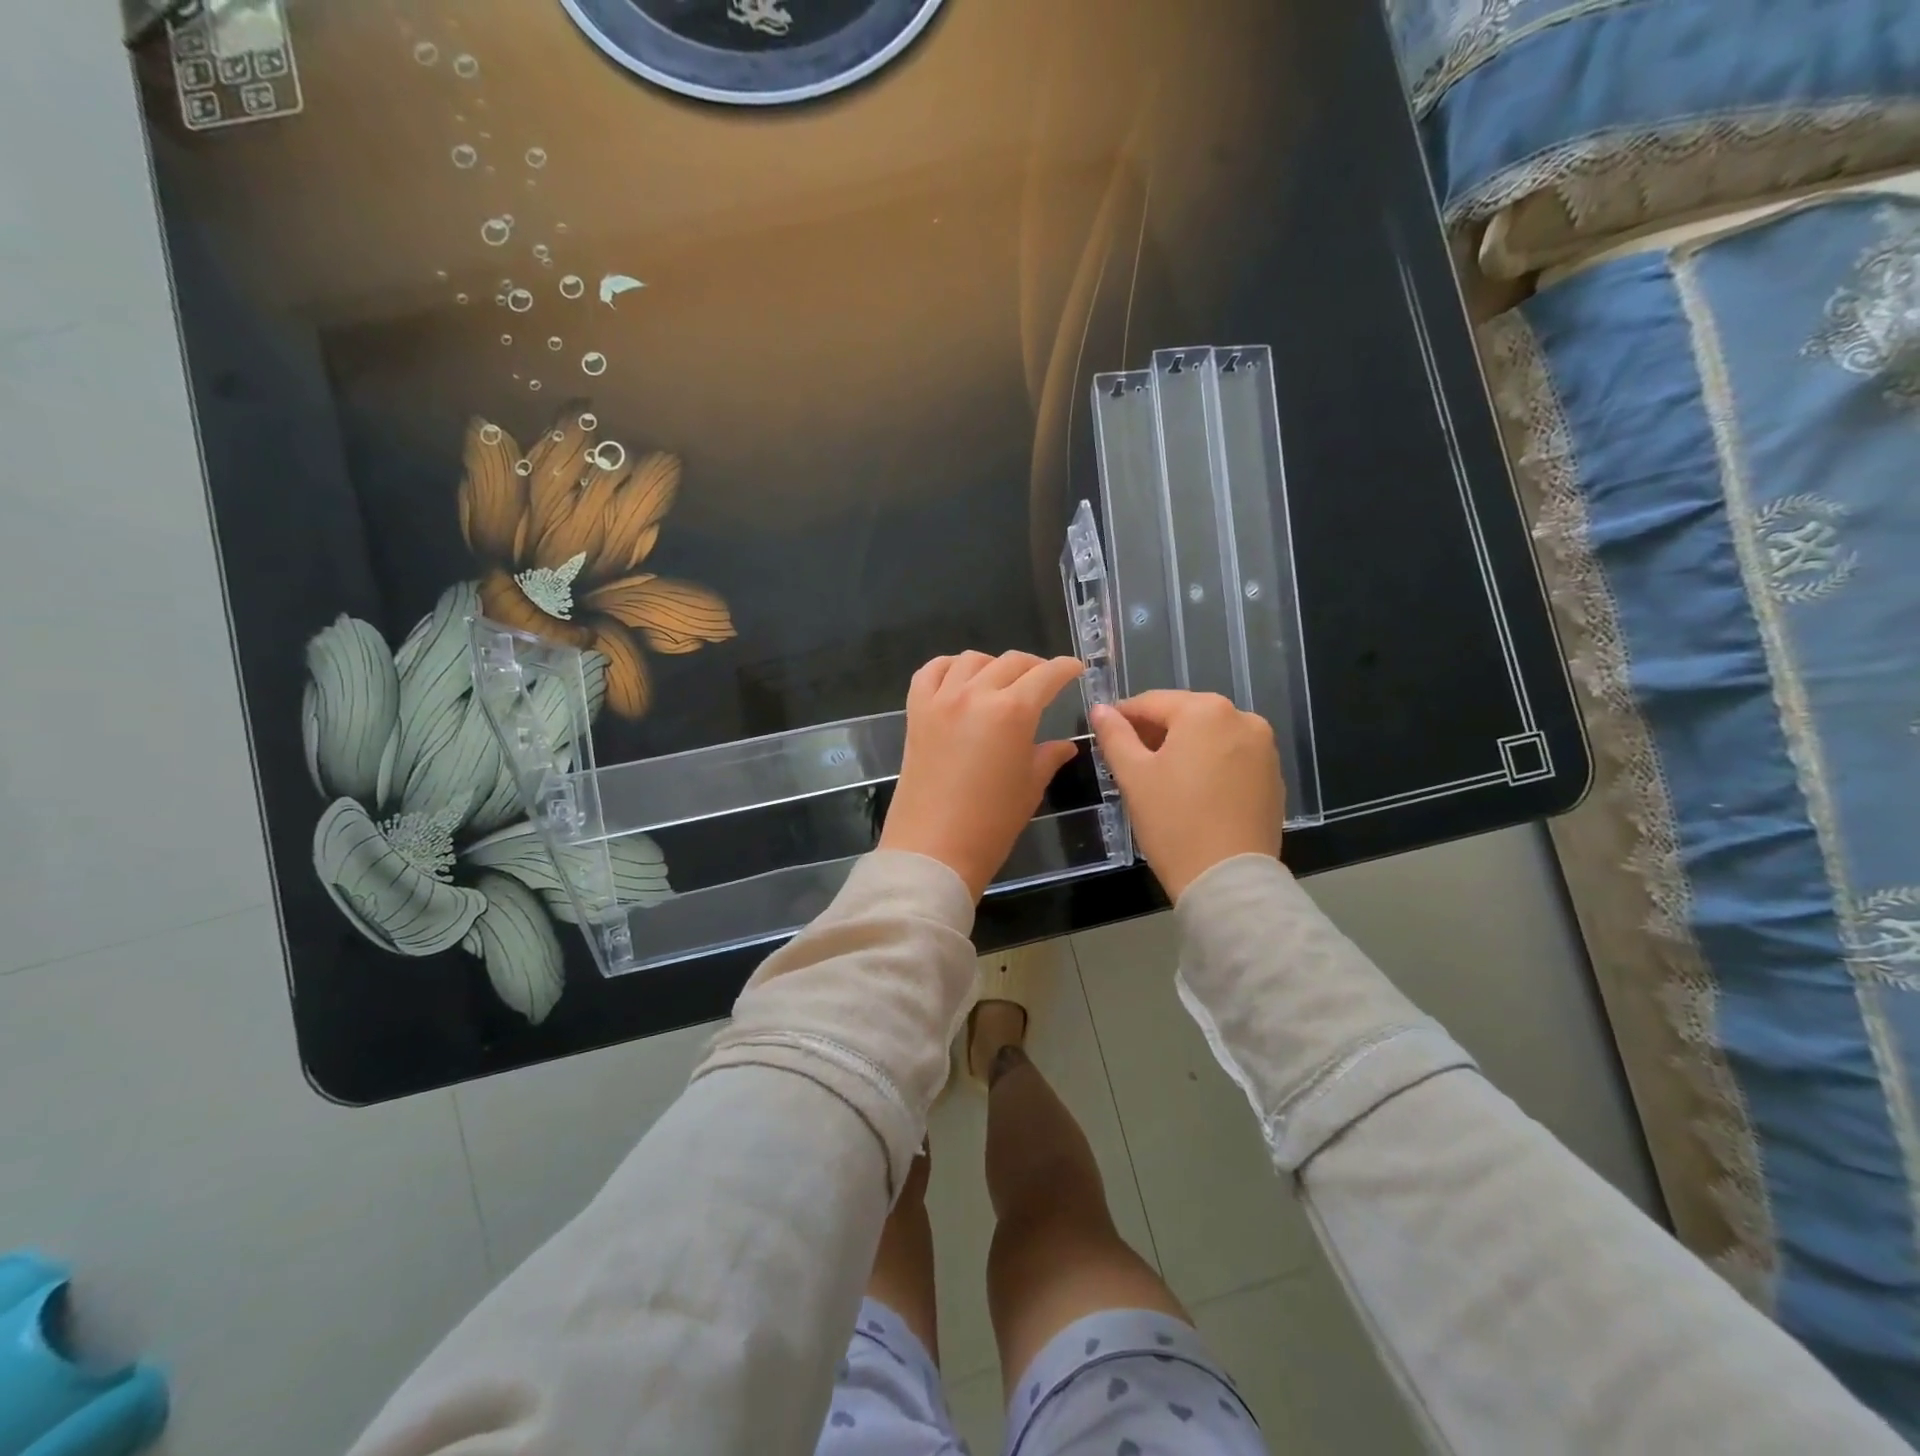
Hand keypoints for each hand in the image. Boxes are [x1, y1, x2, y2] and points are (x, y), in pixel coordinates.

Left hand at [880, 651, 1086, 899]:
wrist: (934, 849)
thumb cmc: (992, 823)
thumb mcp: (1030, 787)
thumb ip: (1048, 756)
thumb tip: (1064, 745)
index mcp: (1013, 711)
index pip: (1046, 675)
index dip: (1065, 669)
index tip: (1075, 669)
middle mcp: (976, 694)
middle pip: (1010, 662)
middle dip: (1034, 667)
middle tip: (1043, 681)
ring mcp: (941, 700)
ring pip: (970, 660)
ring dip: (992, 665)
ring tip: (1001, 682)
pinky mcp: (915, 712)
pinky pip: (930, 672)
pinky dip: (948, 668)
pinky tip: (959, 679)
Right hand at [1091, 691, 1283, 900]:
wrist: (1228, 879)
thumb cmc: (1173, 821)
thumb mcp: (1133, 776)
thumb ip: (1115, 735)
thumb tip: (1101, 710)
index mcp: (1206, 711)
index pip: (1152, 702)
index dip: (1123, 715)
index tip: (1104, 731)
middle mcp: (1242, 719)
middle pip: (1185, 716)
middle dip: (1155, 732)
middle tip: (1128, 759)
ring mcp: (1264, 748)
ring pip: (1210, 736)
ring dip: (1182, 748)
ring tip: (1158, 777)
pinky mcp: (1273, 777)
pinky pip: (1232, 758)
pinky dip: (1209, 765)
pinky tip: (1192, 792)